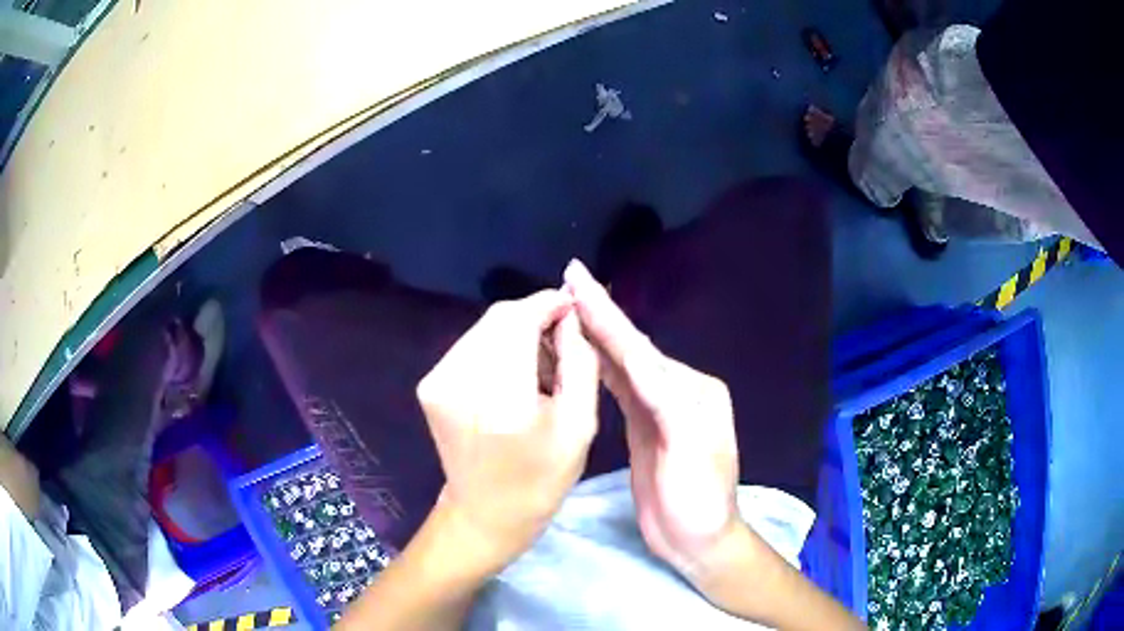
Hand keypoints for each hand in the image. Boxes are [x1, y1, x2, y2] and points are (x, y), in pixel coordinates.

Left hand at [416, 290, 599, 573]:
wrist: (485, 513)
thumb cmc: (541, 477)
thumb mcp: (580, 424)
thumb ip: (579, 360)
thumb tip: (571, 315)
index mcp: (502, 397)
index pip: (519, 318)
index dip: (547, 303)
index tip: (572, 308)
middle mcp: (459, 380)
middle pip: (499, 318)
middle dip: (533, 318)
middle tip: (560, 343)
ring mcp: (437, 381)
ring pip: (484, 329)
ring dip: (514, 334)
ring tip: (537, 367)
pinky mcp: (429, 385)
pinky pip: (469, 346)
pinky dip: (495, 349)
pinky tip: (511, 378)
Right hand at [563, 260, 739, 579]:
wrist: (698, 539)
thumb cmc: (699, 500)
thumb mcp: (692, 453)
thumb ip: (667, 404)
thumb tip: (636, 360)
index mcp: (692, 390)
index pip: (640, 349)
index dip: (607, 315)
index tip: (579, 280)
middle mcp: (678, 389)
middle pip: (631, 348)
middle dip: (600, 314)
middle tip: (571, 278)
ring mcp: (659, 407)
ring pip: (622, 363)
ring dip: (597, 333)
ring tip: (570, 306)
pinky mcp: (644, 425)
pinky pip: (619, 386)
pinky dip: (600, 364)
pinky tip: (583, 350)